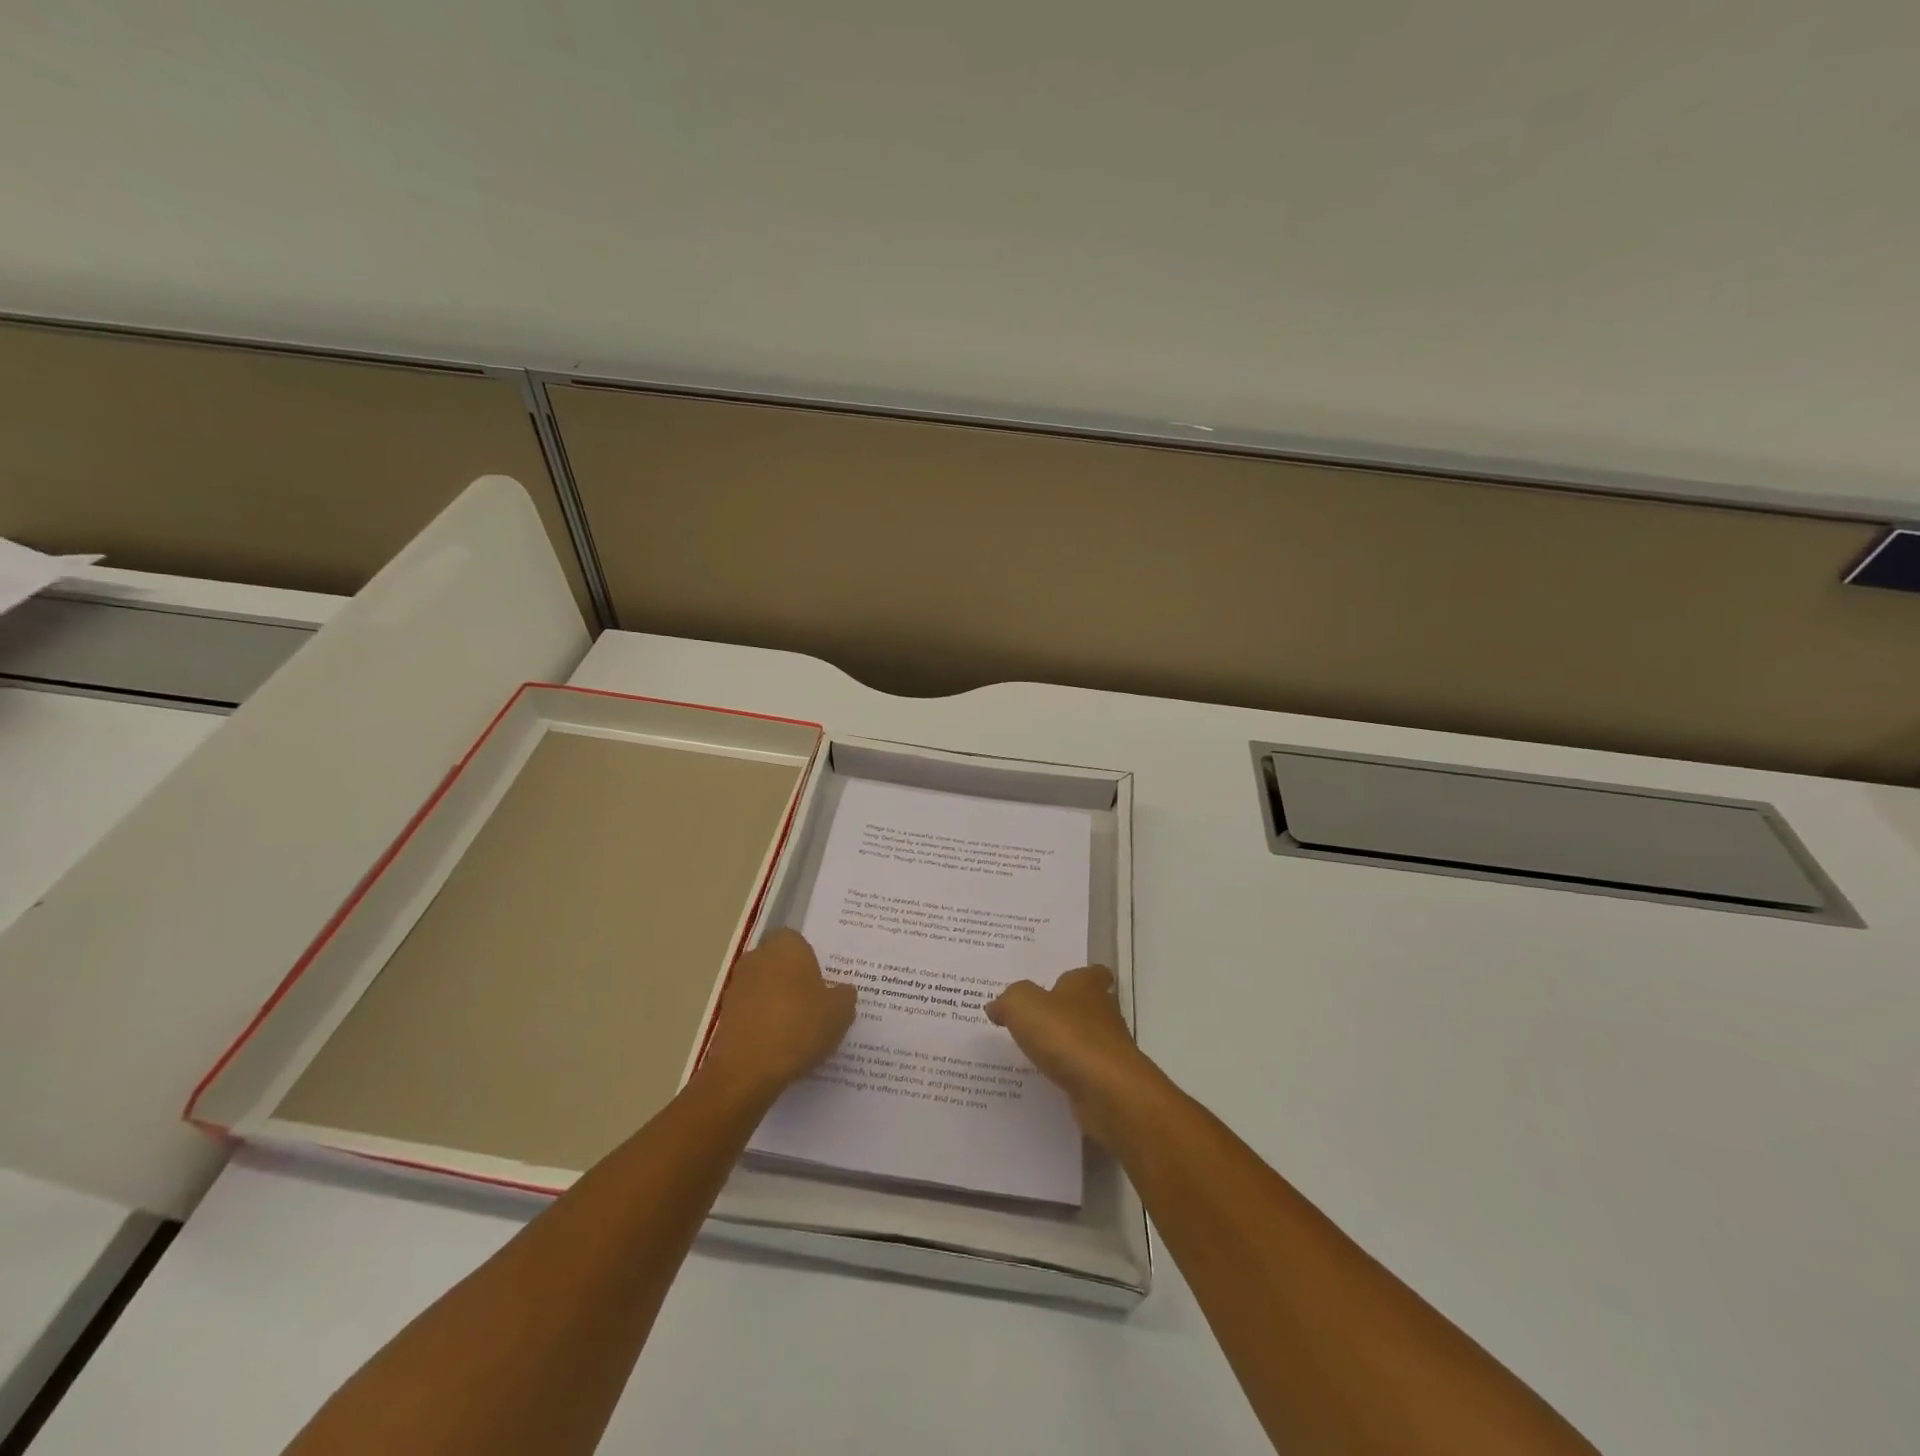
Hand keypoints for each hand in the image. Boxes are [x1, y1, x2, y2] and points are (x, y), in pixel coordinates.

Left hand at [699, 929, 855, 1103]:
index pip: (799, 941)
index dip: (811, 960)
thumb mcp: (840, 1012)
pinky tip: (779, 1045)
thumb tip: (842, 991)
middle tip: (815, 1005)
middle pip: (779, 963)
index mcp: (786, 946)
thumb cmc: (800, 1026)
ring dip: (777, 1002)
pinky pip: (752, 1012)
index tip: (824, 983)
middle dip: (793, 980)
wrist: (747, 1069)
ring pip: (764, 988)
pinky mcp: (724, 1014)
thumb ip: (845, 995)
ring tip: (798, 1030)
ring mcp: (737, 985)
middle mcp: (758, 957)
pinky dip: (763, 1023)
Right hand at [987, 965, 1159, 1145]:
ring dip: (1065, 1046)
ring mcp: (1108, 1049)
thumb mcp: (1023, 1005)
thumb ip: (1008, 1000)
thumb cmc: (1066, 1035)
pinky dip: (1068, 1075)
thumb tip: (997, 1006)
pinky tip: (1044, 1080)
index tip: (1058, 984)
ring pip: (1085, 1041)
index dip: (1078, 977)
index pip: (1092, 973)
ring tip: (1032, 1052)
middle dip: (1065, 1012)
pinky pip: (1083, 1073)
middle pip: (1087, 1006)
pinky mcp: (1107, 1082)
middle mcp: (1103, 1013)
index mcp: (1087, 986)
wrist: (1106, 1091)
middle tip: (1033, 1019)